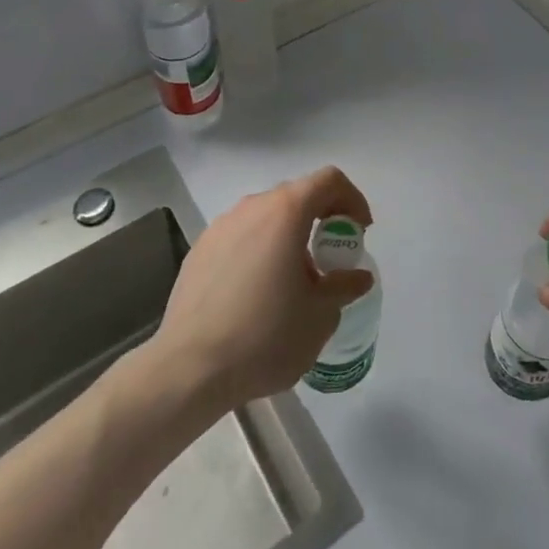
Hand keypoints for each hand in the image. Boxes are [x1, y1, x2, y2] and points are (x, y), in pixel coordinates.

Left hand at [152, 166, 375, 408]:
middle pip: (297, 196)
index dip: (352, 199)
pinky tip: (257, 294)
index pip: (329, 180)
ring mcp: (221, 226)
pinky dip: (260, 251)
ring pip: (267, 217)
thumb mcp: (320, 316)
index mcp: (286, 212)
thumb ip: (343, 287)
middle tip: (331, 258)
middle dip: (322, 219)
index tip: (360, 232)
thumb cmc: (264, 336)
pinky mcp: (200, 249)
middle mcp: (252, 207)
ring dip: (289, 237)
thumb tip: (357, 277)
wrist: (189, 368)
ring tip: (293, 282)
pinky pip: (241, 237)